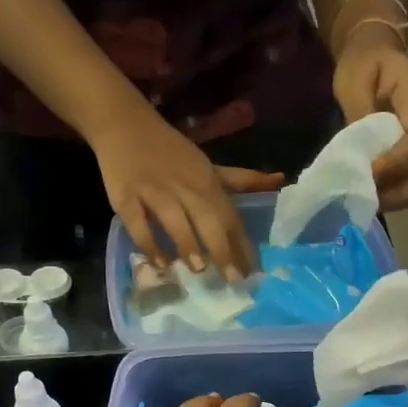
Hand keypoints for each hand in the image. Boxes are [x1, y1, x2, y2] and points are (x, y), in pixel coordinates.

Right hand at [94, 114, 280, 279]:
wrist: (126, 125)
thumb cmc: (173, 153)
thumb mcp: (210, 166)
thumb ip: (242, 180)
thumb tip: (281, 179)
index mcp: (207, 183)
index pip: (231, 217)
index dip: (243, 245)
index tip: (255, 273)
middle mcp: (185, 188)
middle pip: (207, 219)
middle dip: (222, 249)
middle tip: (233, 281)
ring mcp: (154, 192)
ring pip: (173, 219)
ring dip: (187, 243)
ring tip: (198, 269)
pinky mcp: (126, 197)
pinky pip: (137, 222)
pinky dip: (148, 243)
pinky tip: (159, 263)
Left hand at [333, 36, 407, 210]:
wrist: (375, 55)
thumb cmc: (363, 65)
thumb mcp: (354, 81)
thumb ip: (359, 116)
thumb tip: (362, 156)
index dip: (399, 161)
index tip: (371, 173)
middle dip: (406, 189)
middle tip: (374, 198)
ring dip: (405, 196)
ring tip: (375, 202)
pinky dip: (402, 193)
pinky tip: (379, 197)